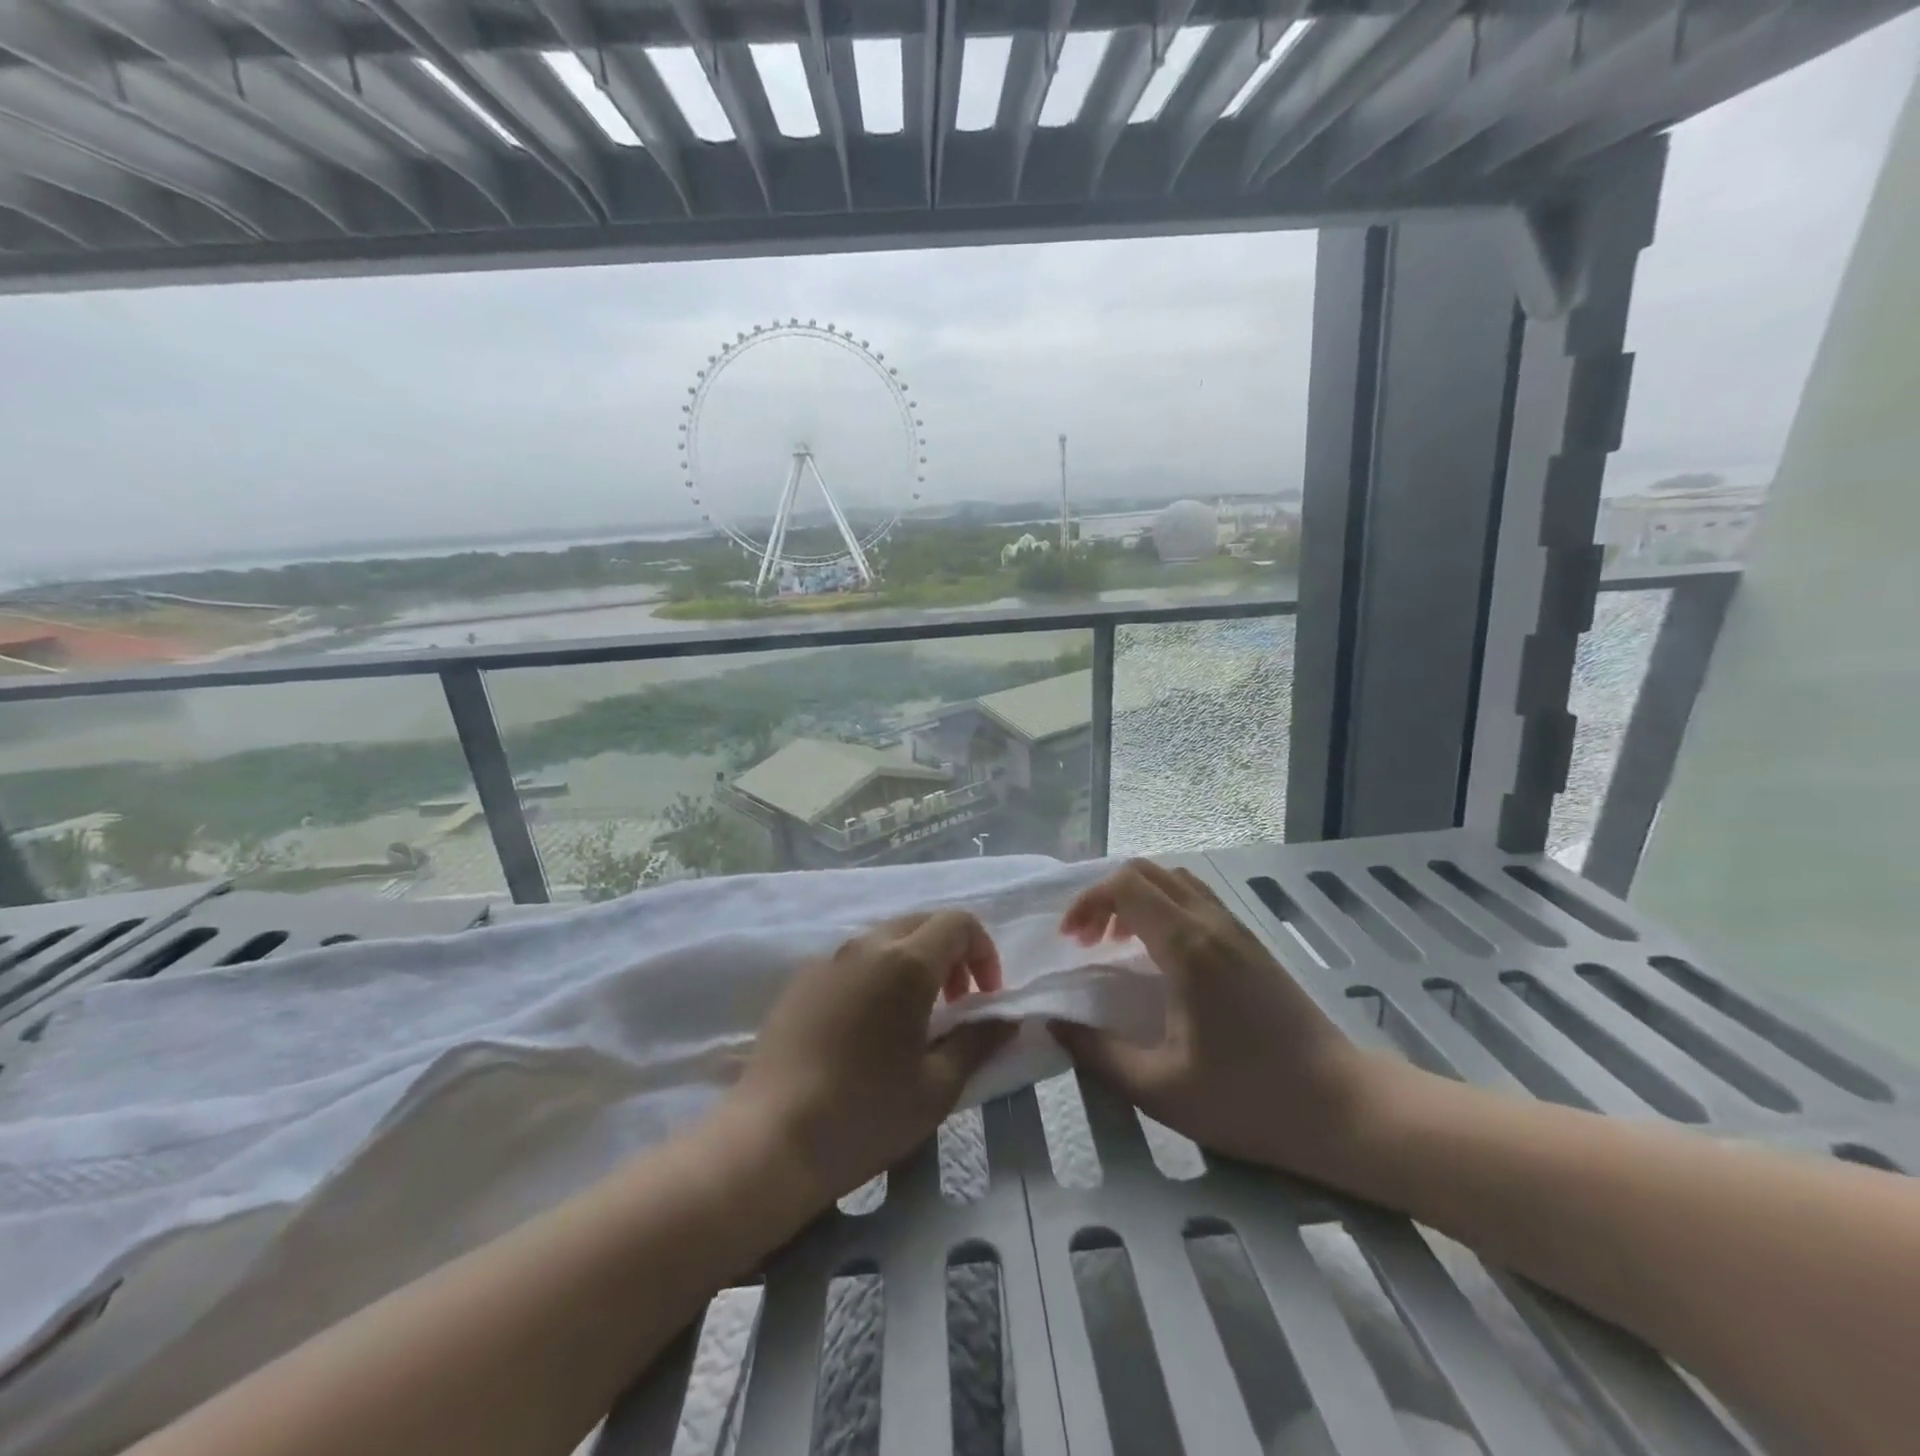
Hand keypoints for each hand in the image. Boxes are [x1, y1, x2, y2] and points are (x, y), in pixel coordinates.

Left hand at [720, 911, 1015, 1208]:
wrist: (770, 1140)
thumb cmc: (866, 1114)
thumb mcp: (938, 1087)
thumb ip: (978, 1042)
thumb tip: (1005, 1020)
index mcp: (906, 962)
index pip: (959, 923)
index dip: (984, 952)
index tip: (984, 998)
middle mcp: (866, 945)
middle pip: (922, 923)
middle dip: (951, 954)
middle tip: (956, 1004)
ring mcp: (828, 959)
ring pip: (886, 938)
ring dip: (914, 963)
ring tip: (914, 1018)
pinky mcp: (801, 980)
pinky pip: (853, 959)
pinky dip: (878, 974)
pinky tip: (868, 1027)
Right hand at [1052, 859, 1386, 1181]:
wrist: (1344, 1108)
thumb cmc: (1249, 1099)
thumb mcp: (1161, 1090)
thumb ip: (1099, 1054)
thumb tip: (1055, 1025)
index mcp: (1187, 947)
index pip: (1125, 886)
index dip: (1087, 902)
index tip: (1070, 940)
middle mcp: (1212, 924)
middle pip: (1146, 872)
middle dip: (1105, 896)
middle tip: (1088, 941)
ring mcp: (1237, 930)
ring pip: (1175, 880)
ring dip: (1136, 899)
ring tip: (1119, 944)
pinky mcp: (1252, 944)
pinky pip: (1197, 899)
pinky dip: (1163, 907)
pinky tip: (1161, 956)